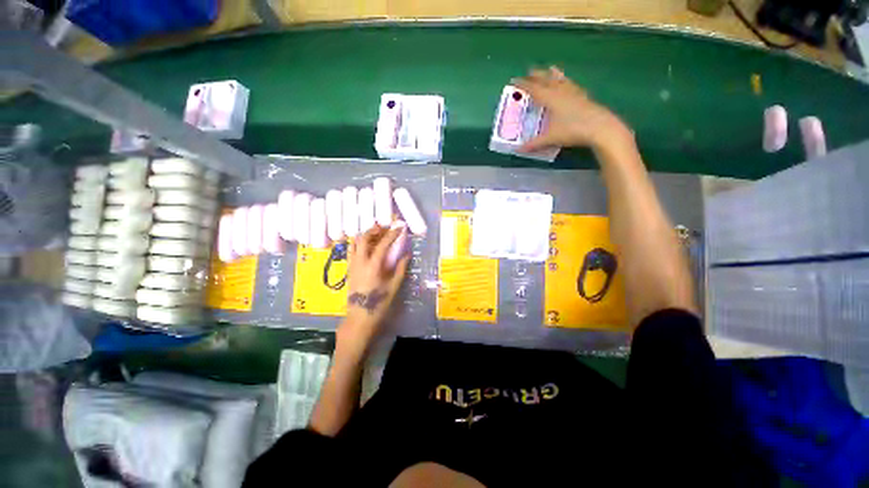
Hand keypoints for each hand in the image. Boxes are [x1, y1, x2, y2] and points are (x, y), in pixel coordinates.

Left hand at [339, 224, 409, 355]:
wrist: (360, 317)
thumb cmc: (379, 303)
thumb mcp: (394, 286)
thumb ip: (401, 268)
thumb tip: (407, 254)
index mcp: (373, 266)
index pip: (383, 244)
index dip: (392, 234)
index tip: (399, 227)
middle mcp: (360, 262)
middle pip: (363, 238)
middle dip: (375, 230)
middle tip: (385, 227)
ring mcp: (352, 265)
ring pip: (354, 242)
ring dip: (365, 235)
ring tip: (376, 234)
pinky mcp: (349, 269)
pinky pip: (351, 250)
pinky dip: (358, 243)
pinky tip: (367, 245)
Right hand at [512, 66, 633, 152]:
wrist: (599, 127)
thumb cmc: (572, 130)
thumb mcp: (550, 138)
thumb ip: (534, 144)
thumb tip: (518, 150)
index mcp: (551, 98)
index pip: (533, 89)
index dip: (523, 85)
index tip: (514, 80)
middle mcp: (561, 91)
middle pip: (546, 80)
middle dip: (537, 76)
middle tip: (529, 71)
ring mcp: (573, 92)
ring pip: (561, 80)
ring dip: (553, 74)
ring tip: (550, 68)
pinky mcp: (583, 96)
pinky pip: (571, 84)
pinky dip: (566, 81)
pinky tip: (568, 83)